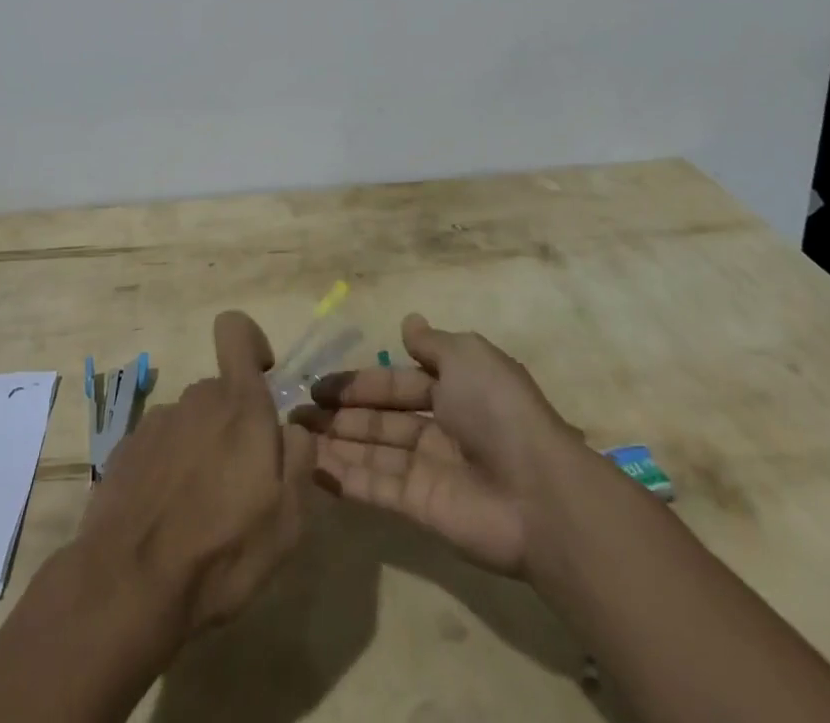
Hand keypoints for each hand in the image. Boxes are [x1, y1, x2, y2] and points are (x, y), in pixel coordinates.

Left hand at [75, 311, 315, 638]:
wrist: (128, 586)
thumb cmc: (222, 551)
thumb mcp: (288, 518)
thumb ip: (300, 458)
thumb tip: (293, 428)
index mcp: (239, 405)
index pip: (236, 330)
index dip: (251, 343)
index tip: (262, 379)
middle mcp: (195, 399)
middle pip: (220, 392)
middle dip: (232, 425)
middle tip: (240, 486)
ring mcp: (156, 423)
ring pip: (190, 422)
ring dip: (200, 450)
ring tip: (200, 512)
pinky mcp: (125, 451)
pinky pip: (160, 446)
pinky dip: (168, 469)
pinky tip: (166, 518)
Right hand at [296, 314, 579, 575]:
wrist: (537, 492)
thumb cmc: (498, 410)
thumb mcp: (467, 357)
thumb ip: (432, 343)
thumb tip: (408, 322)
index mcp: (453, 390)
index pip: (395, 383)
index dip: (359, 383)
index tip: (318, 384)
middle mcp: (439, 429)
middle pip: (380, 419)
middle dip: (340, 414)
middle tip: (296, 411)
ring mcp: (428, 471)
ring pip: (372, 451)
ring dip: (335, 442)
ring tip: (293, 436)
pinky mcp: (420, 508)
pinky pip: (376, 487)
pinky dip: (345, 477)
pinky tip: (312, 467)